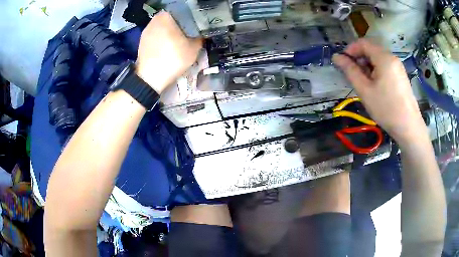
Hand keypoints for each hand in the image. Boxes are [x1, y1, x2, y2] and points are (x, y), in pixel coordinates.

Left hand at [136, 11, 202, 93]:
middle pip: (172, 19)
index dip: (192, 17)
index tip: (197, 25)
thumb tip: (202, 34)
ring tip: (180, 40)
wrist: (150, 79)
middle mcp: (154, 20)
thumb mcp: (193, 49)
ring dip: (171, 32)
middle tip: (190, 32)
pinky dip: (163, 39)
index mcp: (166, 16)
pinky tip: (168, 47)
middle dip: (181, 25)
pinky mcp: (142, 41)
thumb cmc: (172, 59)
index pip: (183, 11)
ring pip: (163, 27)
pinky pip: (156, 35)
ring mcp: (146, 31)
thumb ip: (199, 38)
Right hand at [332, 39, 427, 145]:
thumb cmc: (386, 108)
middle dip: (359, 59)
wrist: (409, 127)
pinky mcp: (401, 75)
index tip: (343, 63)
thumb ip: (350, 71)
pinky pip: (385, 66)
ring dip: (367, 66)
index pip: (363, 43)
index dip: (350, 50)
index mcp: (383, 57)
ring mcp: (398, 66)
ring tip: (365, 84)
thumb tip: (336, 57)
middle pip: (371, 50)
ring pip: (378, 59)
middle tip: (354, 76)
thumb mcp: (365, 90)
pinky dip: (377, 71)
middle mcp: (392, 57)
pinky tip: (376, 87)